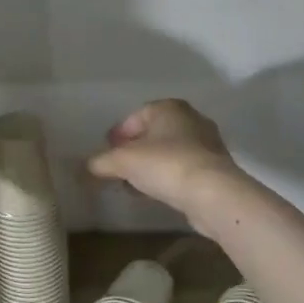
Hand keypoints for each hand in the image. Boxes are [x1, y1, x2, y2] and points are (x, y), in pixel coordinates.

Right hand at [87, 99, 244, 219]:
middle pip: (154, 134)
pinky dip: (166, 177)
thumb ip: (101, 162)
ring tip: (134, 184)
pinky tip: (155, 193)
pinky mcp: (215, 169)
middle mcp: (191, 120)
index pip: (137, 115)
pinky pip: (182, 169)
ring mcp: (207, 144)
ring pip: (169, 152)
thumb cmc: (165, 165)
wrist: (213, 194)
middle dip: (134, 150)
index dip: (119, 133)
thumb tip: (87, 167)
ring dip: (150, 166)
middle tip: (119, 167)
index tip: (108, 151)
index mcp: (169, 108)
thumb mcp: (122, 162)